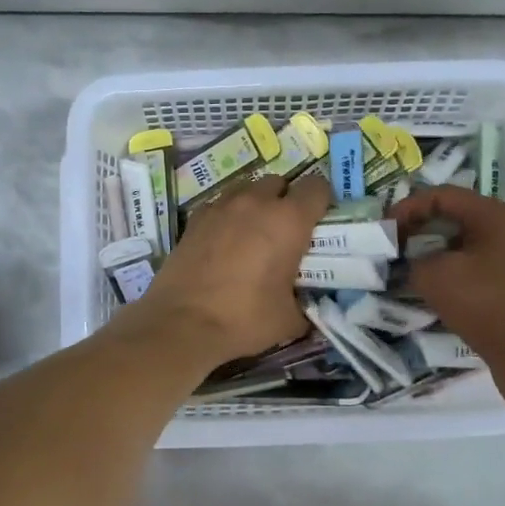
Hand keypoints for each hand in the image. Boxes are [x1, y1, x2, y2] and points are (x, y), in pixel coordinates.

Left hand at [131, 171, 332, 369]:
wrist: (183, 323)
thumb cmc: (245, 318)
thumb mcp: (289, 320)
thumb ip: (305, 304)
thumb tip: (306, 308)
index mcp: (289, 220)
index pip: (316, 188)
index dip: (321, 201)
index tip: (319, 221)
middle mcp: (256, 202)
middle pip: (279, 182)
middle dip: (285, 200)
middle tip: (285, 231)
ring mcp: (222, 206)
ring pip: (247, 189)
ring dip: (256, 203)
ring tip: (253, 233)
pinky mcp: (196, 218)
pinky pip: (221, 204)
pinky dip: (228, 215)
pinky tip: (225, 241)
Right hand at [390, 186, 504, 390]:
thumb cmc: (487, 304)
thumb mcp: (435, 277)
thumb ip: (414, 260)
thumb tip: (414, 263)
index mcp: (494, 216)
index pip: (443, 195)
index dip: (408, 207)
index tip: (385, 229)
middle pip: (455, 218)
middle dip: (420, 230)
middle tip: (393, 248)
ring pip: (465, 246)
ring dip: (434, 255)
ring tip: (409, 272)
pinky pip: (476, 269)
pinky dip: (452, 275)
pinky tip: (434, 294)